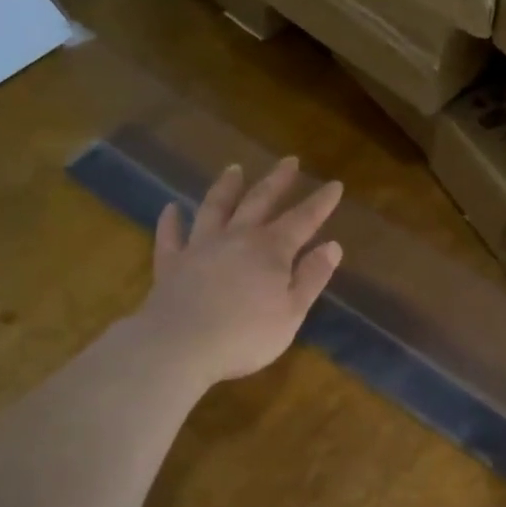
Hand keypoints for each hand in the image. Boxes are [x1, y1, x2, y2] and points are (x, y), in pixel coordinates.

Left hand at [135, 158, 343, 390]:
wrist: (179, 346)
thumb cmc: (246, 335)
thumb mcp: (292, 312)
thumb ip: (312, 277)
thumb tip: (332, 246)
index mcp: (271, 250)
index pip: (303, 219)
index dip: (321, 202)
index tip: (335, 184)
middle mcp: (237, 238)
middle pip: (259, 201)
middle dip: (277, 181)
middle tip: (289, 161)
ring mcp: (200, 247)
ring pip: (214, 208)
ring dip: (226, 187)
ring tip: (234, 169)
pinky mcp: (171, 264)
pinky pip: (170, 236)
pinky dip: (171, 221)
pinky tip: (171, 208)